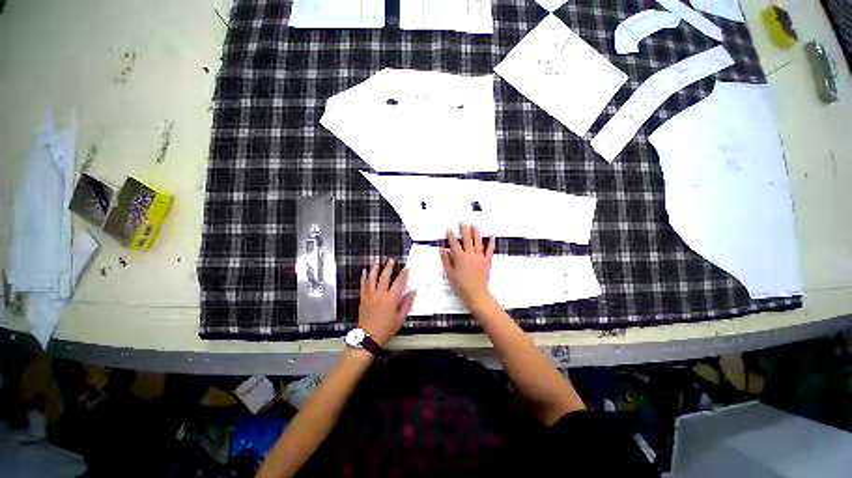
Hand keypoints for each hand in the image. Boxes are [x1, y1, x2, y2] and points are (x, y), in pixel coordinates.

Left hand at [358, 259, 415, 346]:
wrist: (368, 337)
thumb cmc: (386, 329)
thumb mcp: (400, 318)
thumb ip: (406, 304)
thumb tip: (413, 292)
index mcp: (391, 299)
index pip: (399, 282)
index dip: (403, 274)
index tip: (406, 268)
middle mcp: (380, 294)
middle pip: (384, 277)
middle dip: (388, 267)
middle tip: (391, 260)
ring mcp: (370, 295)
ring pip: (372, 278)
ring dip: (375, 269)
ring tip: (377, 262)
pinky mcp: (363, 298)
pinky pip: (363, 285)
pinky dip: (364, 277)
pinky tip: (364, 271)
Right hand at [440, 222, 496, 313]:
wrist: (476, 293)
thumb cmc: (461, 285)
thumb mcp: (450, 274)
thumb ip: (446, 260)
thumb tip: (442, 250)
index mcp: (460, 257)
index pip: (454, 244)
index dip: (450, 236)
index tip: (449, 230)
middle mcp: (470, 255)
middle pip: (466, 239)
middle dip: (464, 230)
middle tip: (462, 222)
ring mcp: (479, 257)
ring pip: (477, 242)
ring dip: (476, 232)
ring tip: (474, 225)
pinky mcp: (486, 261)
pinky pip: (489, 250)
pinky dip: (491, 243)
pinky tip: (491, 236)